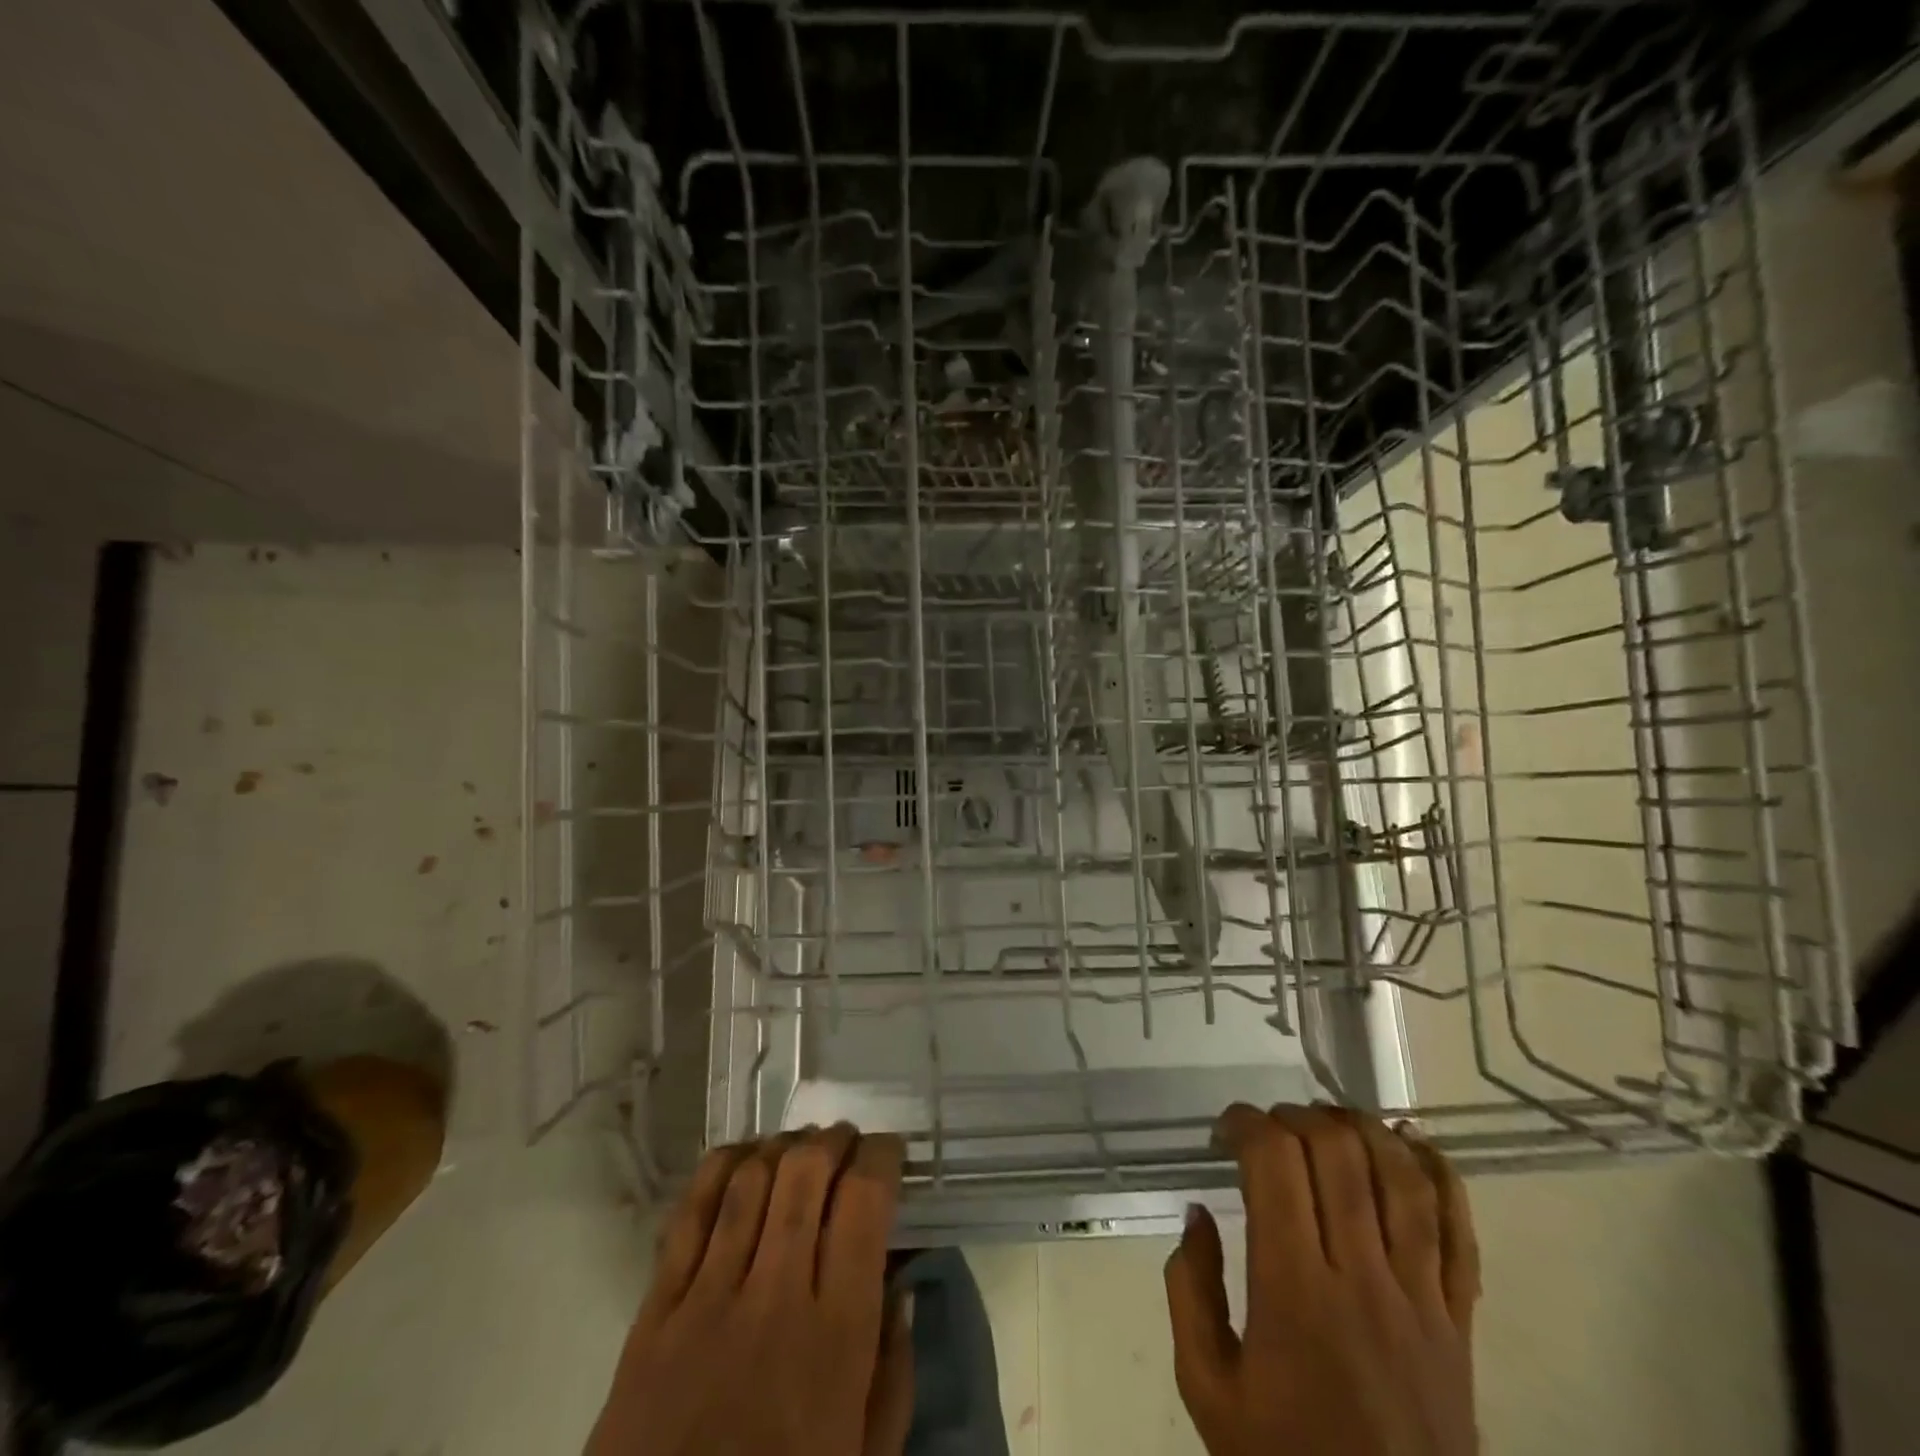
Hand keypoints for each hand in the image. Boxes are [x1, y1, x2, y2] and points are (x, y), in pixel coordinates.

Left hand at [588, 1127, 913, 1455]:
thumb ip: (895, 1372)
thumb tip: (902, 1285)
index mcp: (837, 1336)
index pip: (865, 1203)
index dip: (881, 1157)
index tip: (888, 1153)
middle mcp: (776, 1298)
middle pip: (806, 1174)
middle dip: (833, 1141)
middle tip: (844, 1143)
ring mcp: (709, 1299)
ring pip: (751, 1180)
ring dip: (781, 1146)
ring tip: (798, 1148)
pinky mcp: (656, 1313)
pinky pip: (690, 1214)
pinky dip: (720, 1169)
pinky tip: (741, 1159)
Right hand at [1165, 1105, 1479, 1455]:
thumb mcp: (1207, 1389)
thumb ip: (1189, 1290)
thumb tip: (1198, 1213)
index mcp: (1294, 1292)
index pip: (1274, 1164)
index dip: (1246, 1124)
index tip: (1223, 1132)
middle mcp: (1362, 1281)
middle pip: (1337, 1154)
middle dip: (1294, 1117)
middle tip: (1267, 1130)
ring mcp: (1421, 1301)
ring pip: (1402, 1179)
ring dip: (1361, 1129)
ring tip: (1327, 1121)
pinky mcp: (1461, 1324)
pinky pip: (1460, 1233)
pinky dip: (1440, 1175)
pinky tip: (1411, 1142)